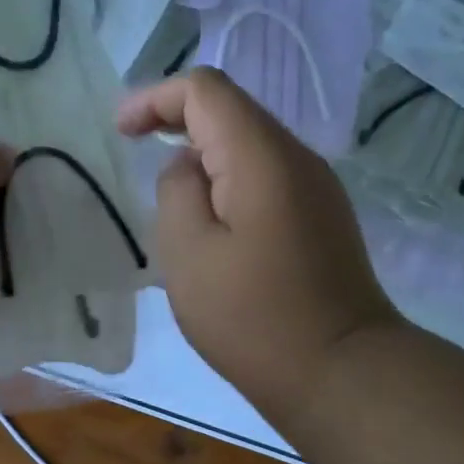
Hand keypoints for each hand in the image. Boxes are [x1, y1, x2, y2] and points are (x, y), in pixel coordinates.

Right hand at [118, 68, 401, 423]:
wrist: (342, 372)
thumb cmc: (253, 317)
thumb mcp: (188, 253)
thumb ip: (177, 191)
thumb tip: (189, 168)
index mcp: (262, 156)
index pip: (205, 90)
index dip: (155, 98)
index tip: (121, 132)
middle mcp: (297, 157)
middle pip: (231, 110)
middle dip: (177, 121)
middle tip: (136, 151)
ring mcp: (318, 187)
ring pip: (251, 144)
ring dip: (204, 155)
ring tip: (172, 200)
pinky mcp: (323, 216)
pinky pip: (268, 176)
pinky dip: (230, 179)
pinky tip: (213, 223)